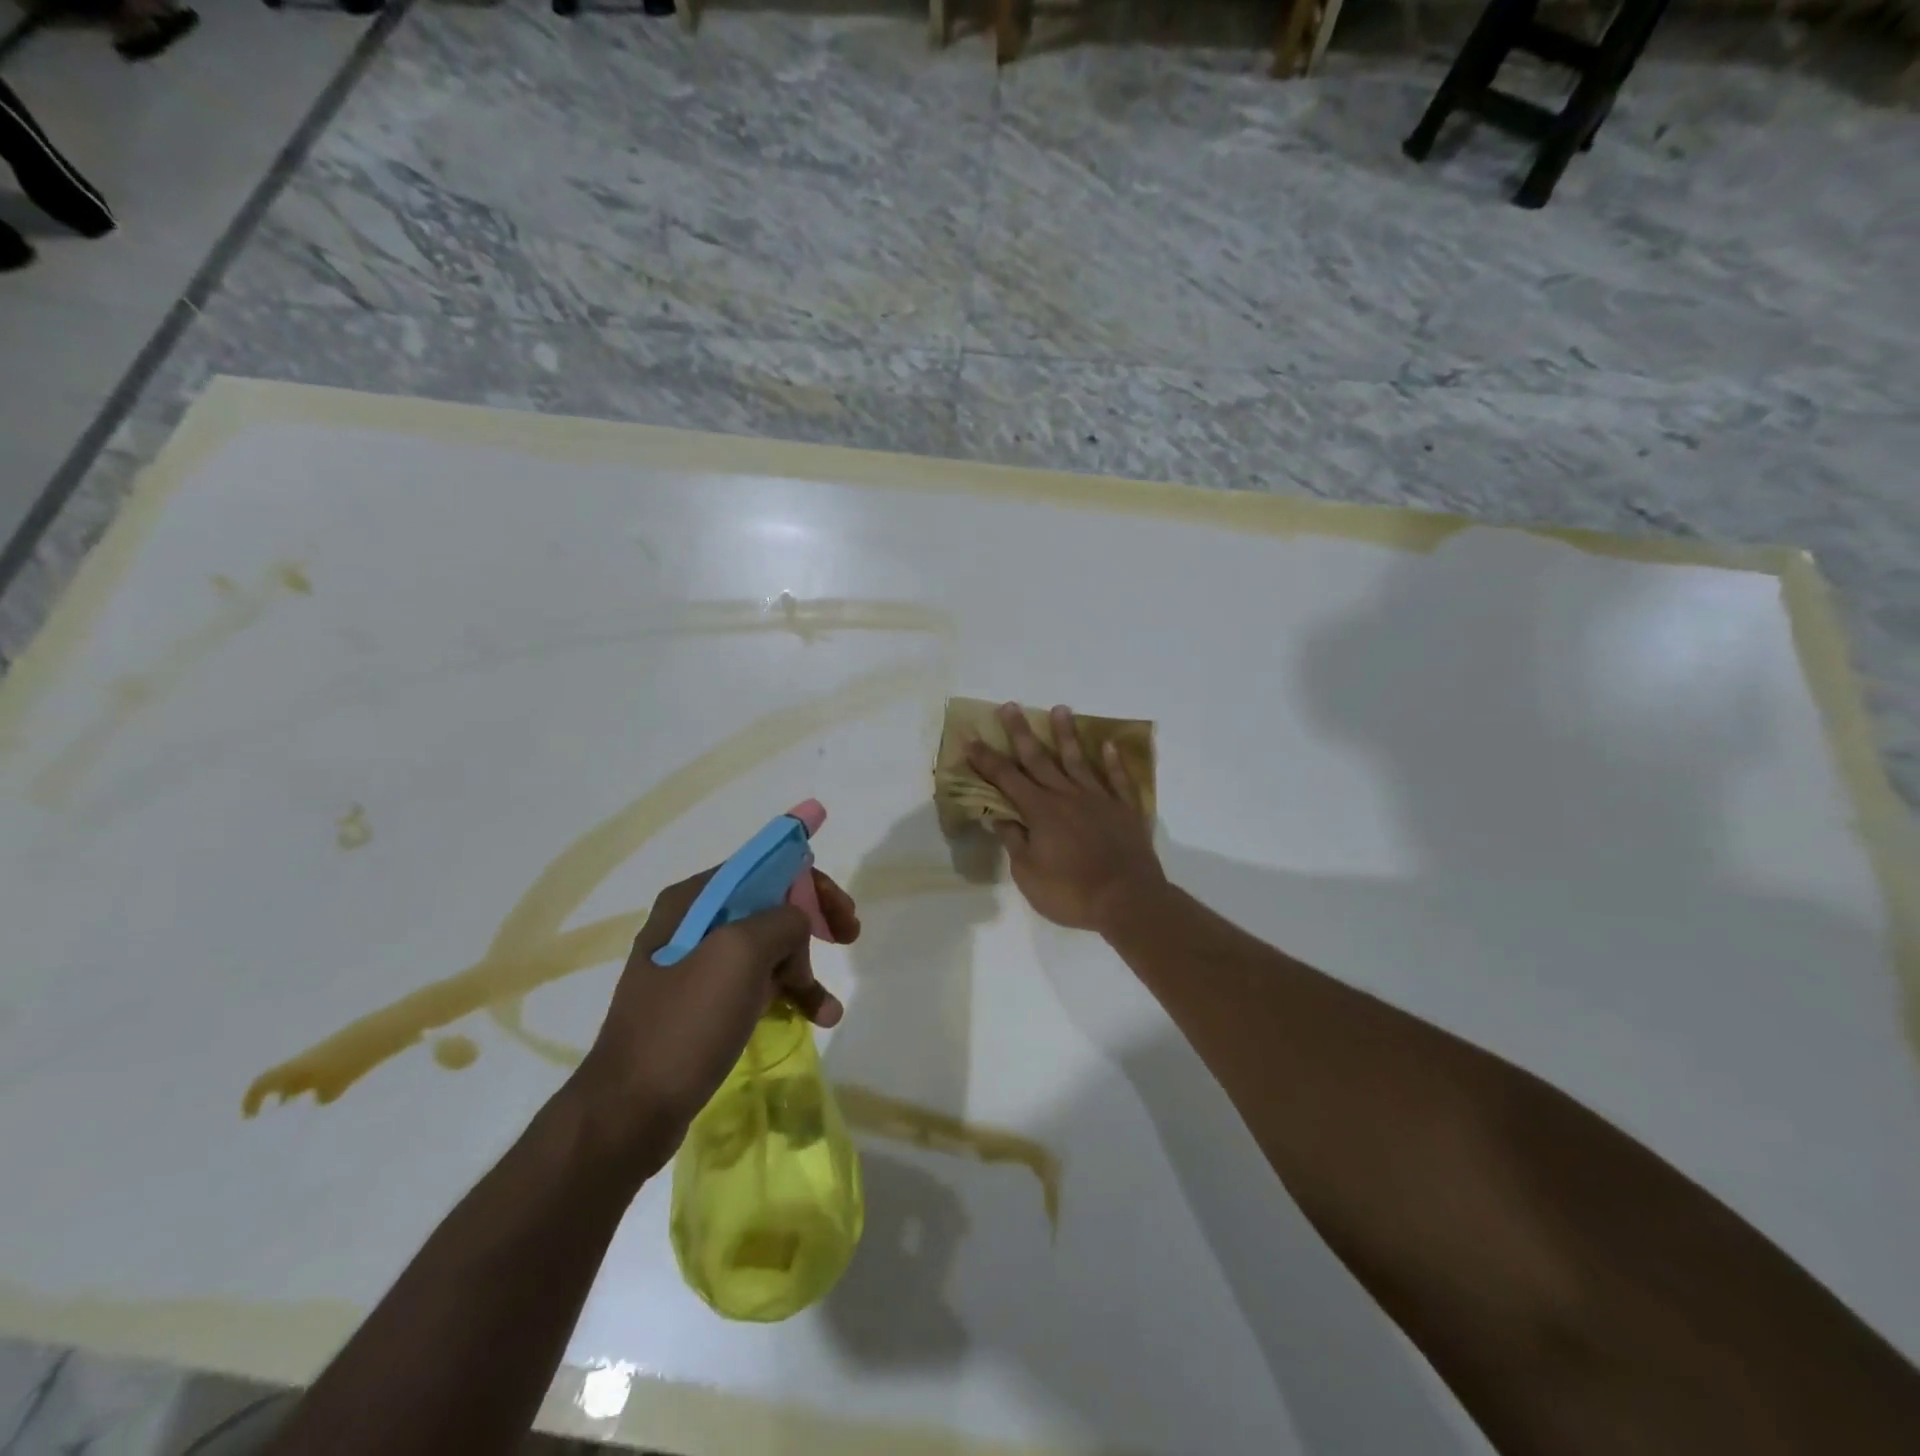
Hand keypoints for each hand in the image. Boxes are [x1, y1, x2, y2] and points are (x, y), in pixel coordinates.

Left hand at [569, 867, 858, 1170]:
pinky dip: (787, 996)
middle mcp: (692, 924)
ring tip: (829, 1008)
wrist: (629, 1113)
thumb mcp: (740, 954)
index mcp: (694, 900)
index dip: (811, 884)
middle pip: (770, 906)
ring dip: (804, 969)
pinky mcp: (702, 1006)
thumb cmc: (685, 1024)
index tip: (844, 913)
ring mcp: (695, 967)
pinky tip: (817, 1018)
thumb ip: (781, 920)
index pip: (765, 869)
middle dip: (812, 924)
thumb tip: (796, 925)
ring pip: (767, 949)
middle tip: (847, 938)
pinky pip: (756, 985)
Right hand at [966, 703, 1164, 934]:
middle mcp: (1067, 796)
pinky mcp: (1125, 809)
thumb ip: (1014, 841)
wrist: (1128, 901)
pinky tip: (1108, 744)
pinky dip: (1113, 761)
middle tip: (1010, 706)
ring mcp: (1099, 799)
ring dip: (1066, 734)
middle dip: (1021, 733)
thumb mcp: (1028, 874)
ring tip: (1060, 709)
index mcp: (1040, 811)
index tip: (971, 738)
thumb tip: (1000, 816)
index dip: (986, 759)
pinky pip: (1118, 779)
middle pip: (1039, 759)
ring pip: (1078, 760)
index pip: (1006, 778)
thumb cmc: (1071, 893)